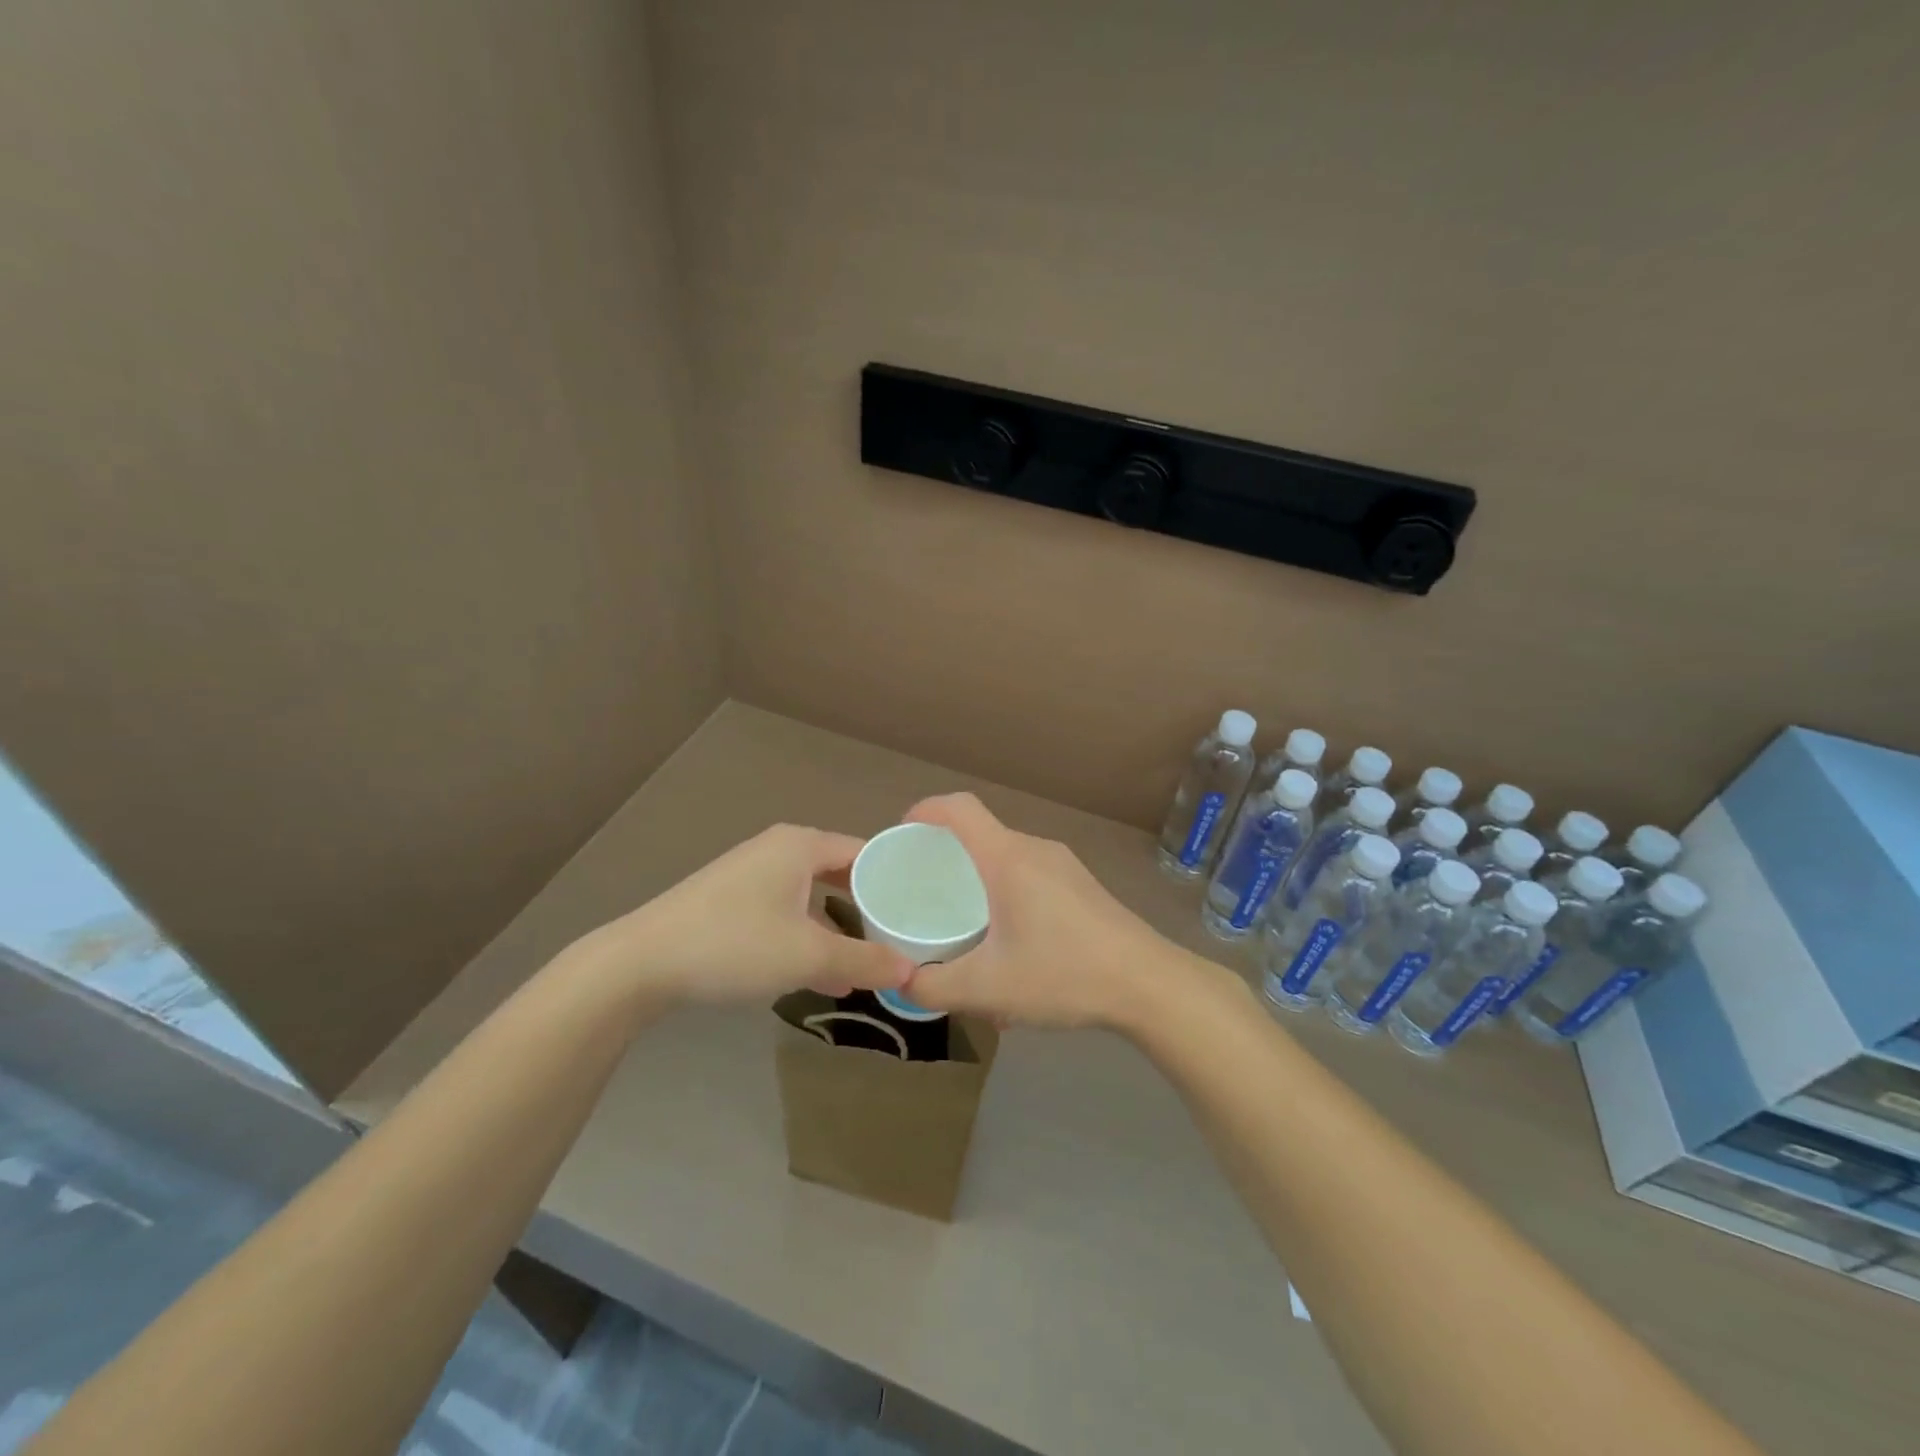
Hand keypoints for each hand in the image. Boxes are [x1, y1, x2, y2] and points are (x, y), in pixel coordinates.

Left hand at [576, 824, 913, 1008]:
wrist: (642, 962)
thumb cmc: (735, 944)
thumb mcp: (808, 955)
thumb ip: (864, 960)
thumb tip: (912, 970)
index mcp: (802, 844)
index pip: (866, 852)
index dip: (895, 881)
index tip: (923, 911)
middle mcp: (779, 848)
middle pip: (841, 872)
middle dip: (869, 907)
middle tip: (902, 936)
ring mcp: (752, 872)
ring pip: (812, 895)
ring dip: (838, 927)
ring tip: (867, 962)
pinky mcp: (732, 899)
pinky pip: (786, 909)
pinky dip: (807, 934)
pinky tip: (820, 973)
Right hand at [898, 793, 1191, 1031]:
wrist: (1149, 984)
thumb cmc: (1064, 974)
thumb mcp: (988, 988)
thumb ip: (934, 986)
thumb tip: (899, 983)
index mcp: (1008, 858)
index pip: (959, 807)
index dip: (924, 811)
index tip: (902, 838)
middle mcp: (1035, 849)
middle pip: (980, 834)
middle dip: (946, 857)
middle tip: (923, 894)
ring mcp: (1064, 865)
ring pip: (1006, 858)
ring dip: (979, 882)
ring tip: (964, 927)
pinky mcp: (1081, 885)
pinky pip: (1030, 876)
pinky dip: (1007, 895)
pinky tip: (1010, 946)